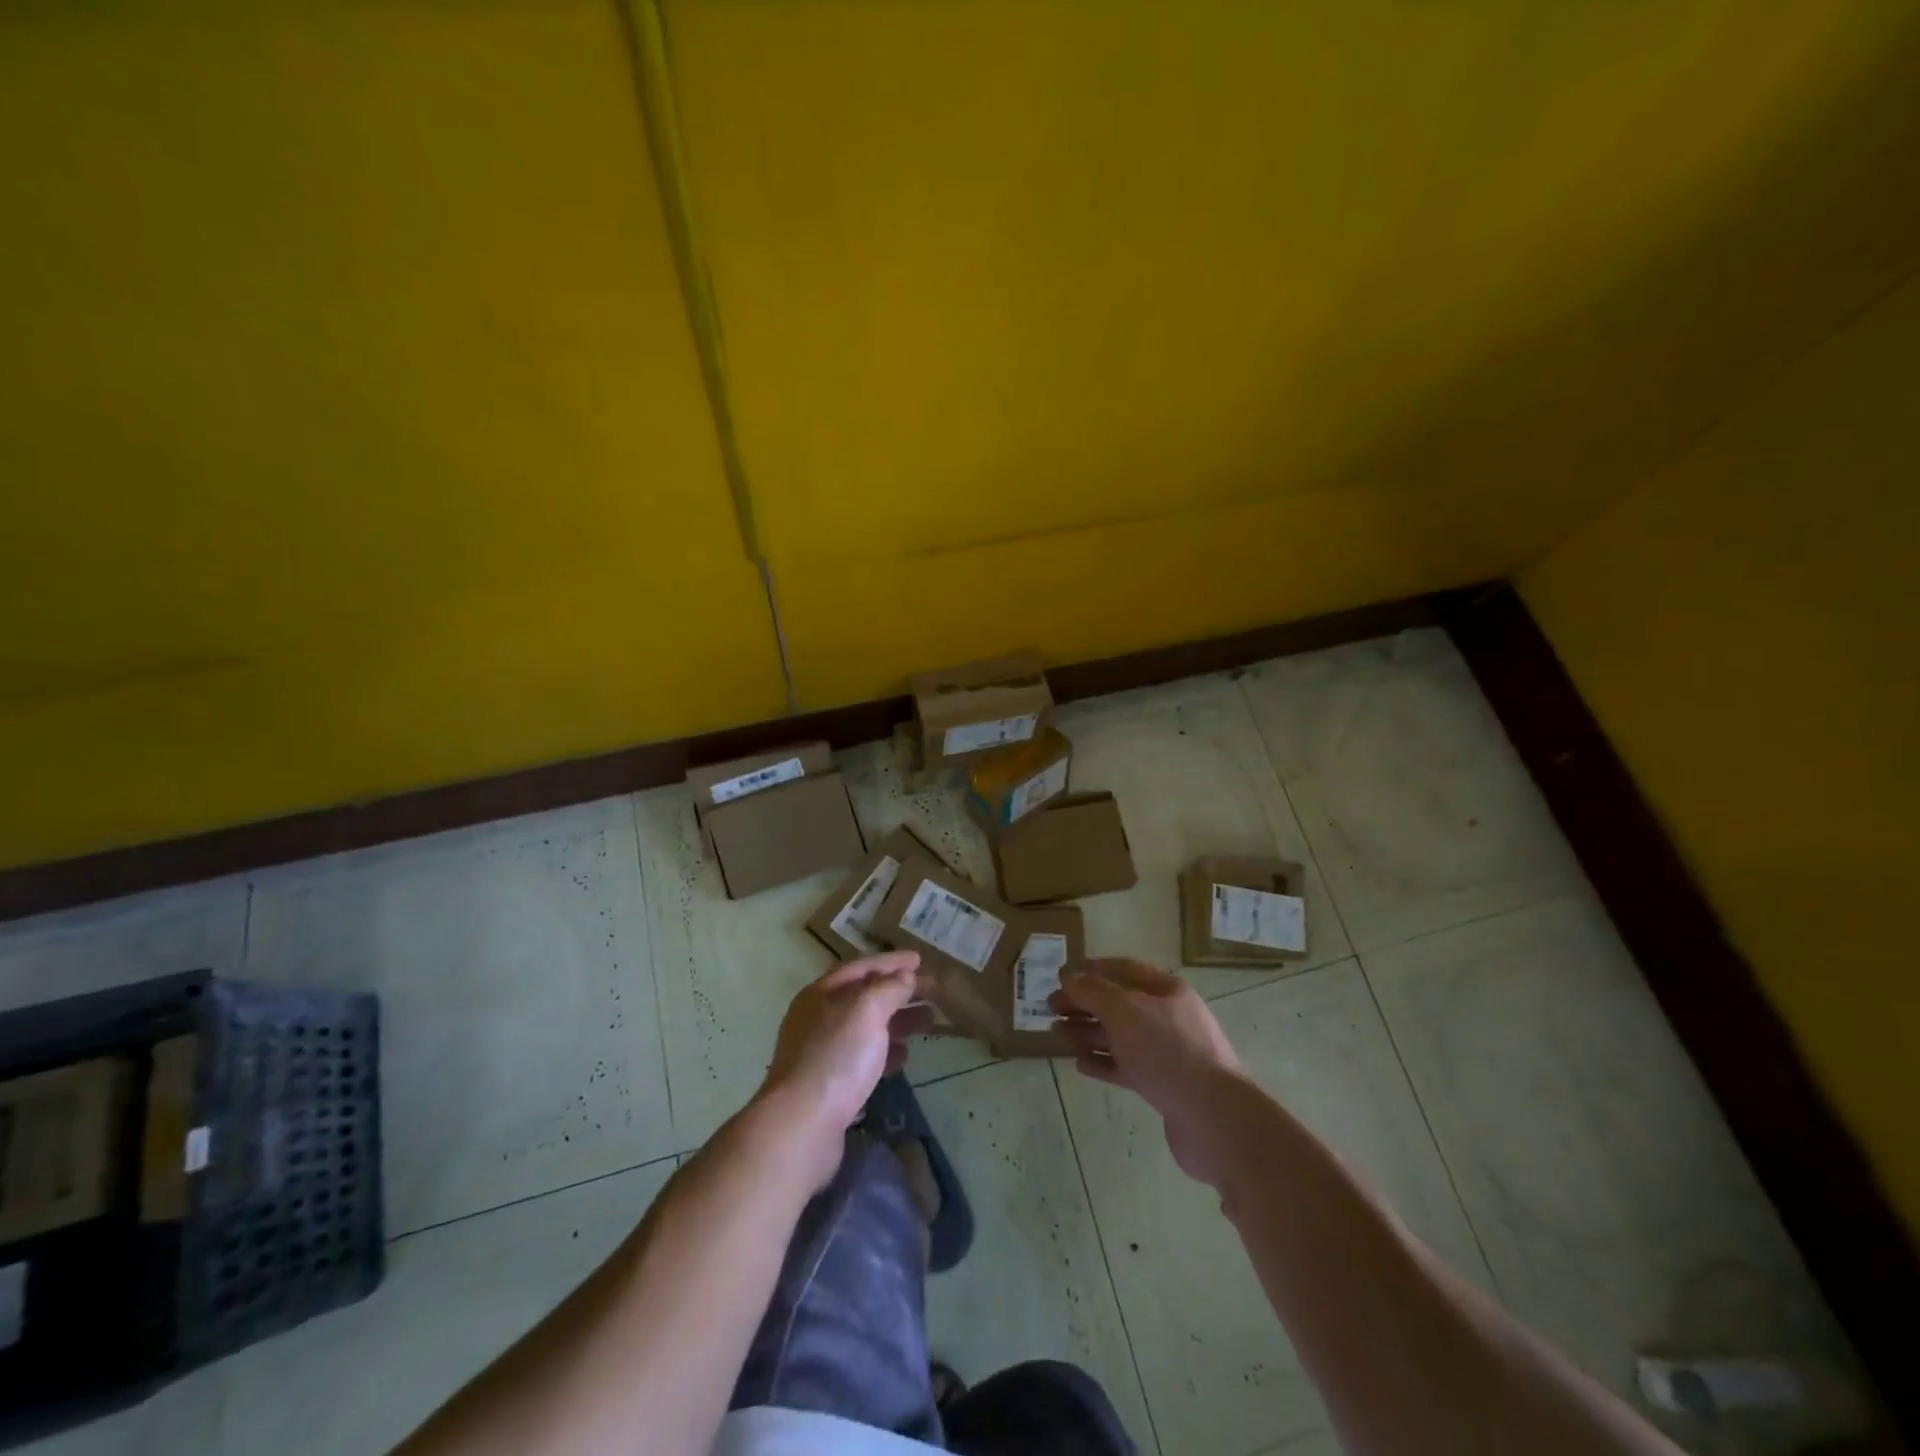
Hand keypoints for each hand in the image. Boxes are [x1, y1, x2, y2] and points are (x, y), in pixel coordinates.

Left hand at [757, 953, 931, 1185]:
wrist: (802, 1125)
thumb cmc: (836, 1057)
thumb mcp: (866, 1010)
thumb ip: (889, 988)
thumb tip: (905, 977)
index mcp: (821, 994)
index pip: (861, 967)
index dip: (891, 962)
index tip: (920, 959)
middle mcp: (818, 1019)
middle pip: (865, 997)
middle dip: (900, 991)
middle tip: (934, 991)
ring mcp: (823, 1053)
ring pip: (867, 1027)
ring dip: (898, 1020)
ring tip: (929, 1021)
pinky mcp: (831, 1085)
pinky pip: (864, 1058)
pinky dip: (886, 1051)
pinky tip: (905, 1055)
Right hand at [1052, 958, 1248, 1189]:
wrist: (1213, 1118)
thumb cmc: (1167, 1051)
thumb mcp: (1125, 1010)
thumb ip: (1093, 991)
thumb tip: (1070, 978)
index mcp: (1166, 990)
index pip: (1123, 969)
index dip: (1091, 970)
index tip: (1061, 977)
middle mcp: (1169, 1017)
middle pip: (1119, 1003)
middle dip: (1085, 1003)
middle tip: (1051, 1008)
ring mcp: (1168, 1053)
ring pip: (1121, 1036)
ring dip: (1089, 1033)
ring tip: (1059, 1035)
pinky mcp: (1164, 1086)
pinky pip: (1127, 1067)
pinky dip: (1103, 1063)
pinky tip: (1080, 1064)